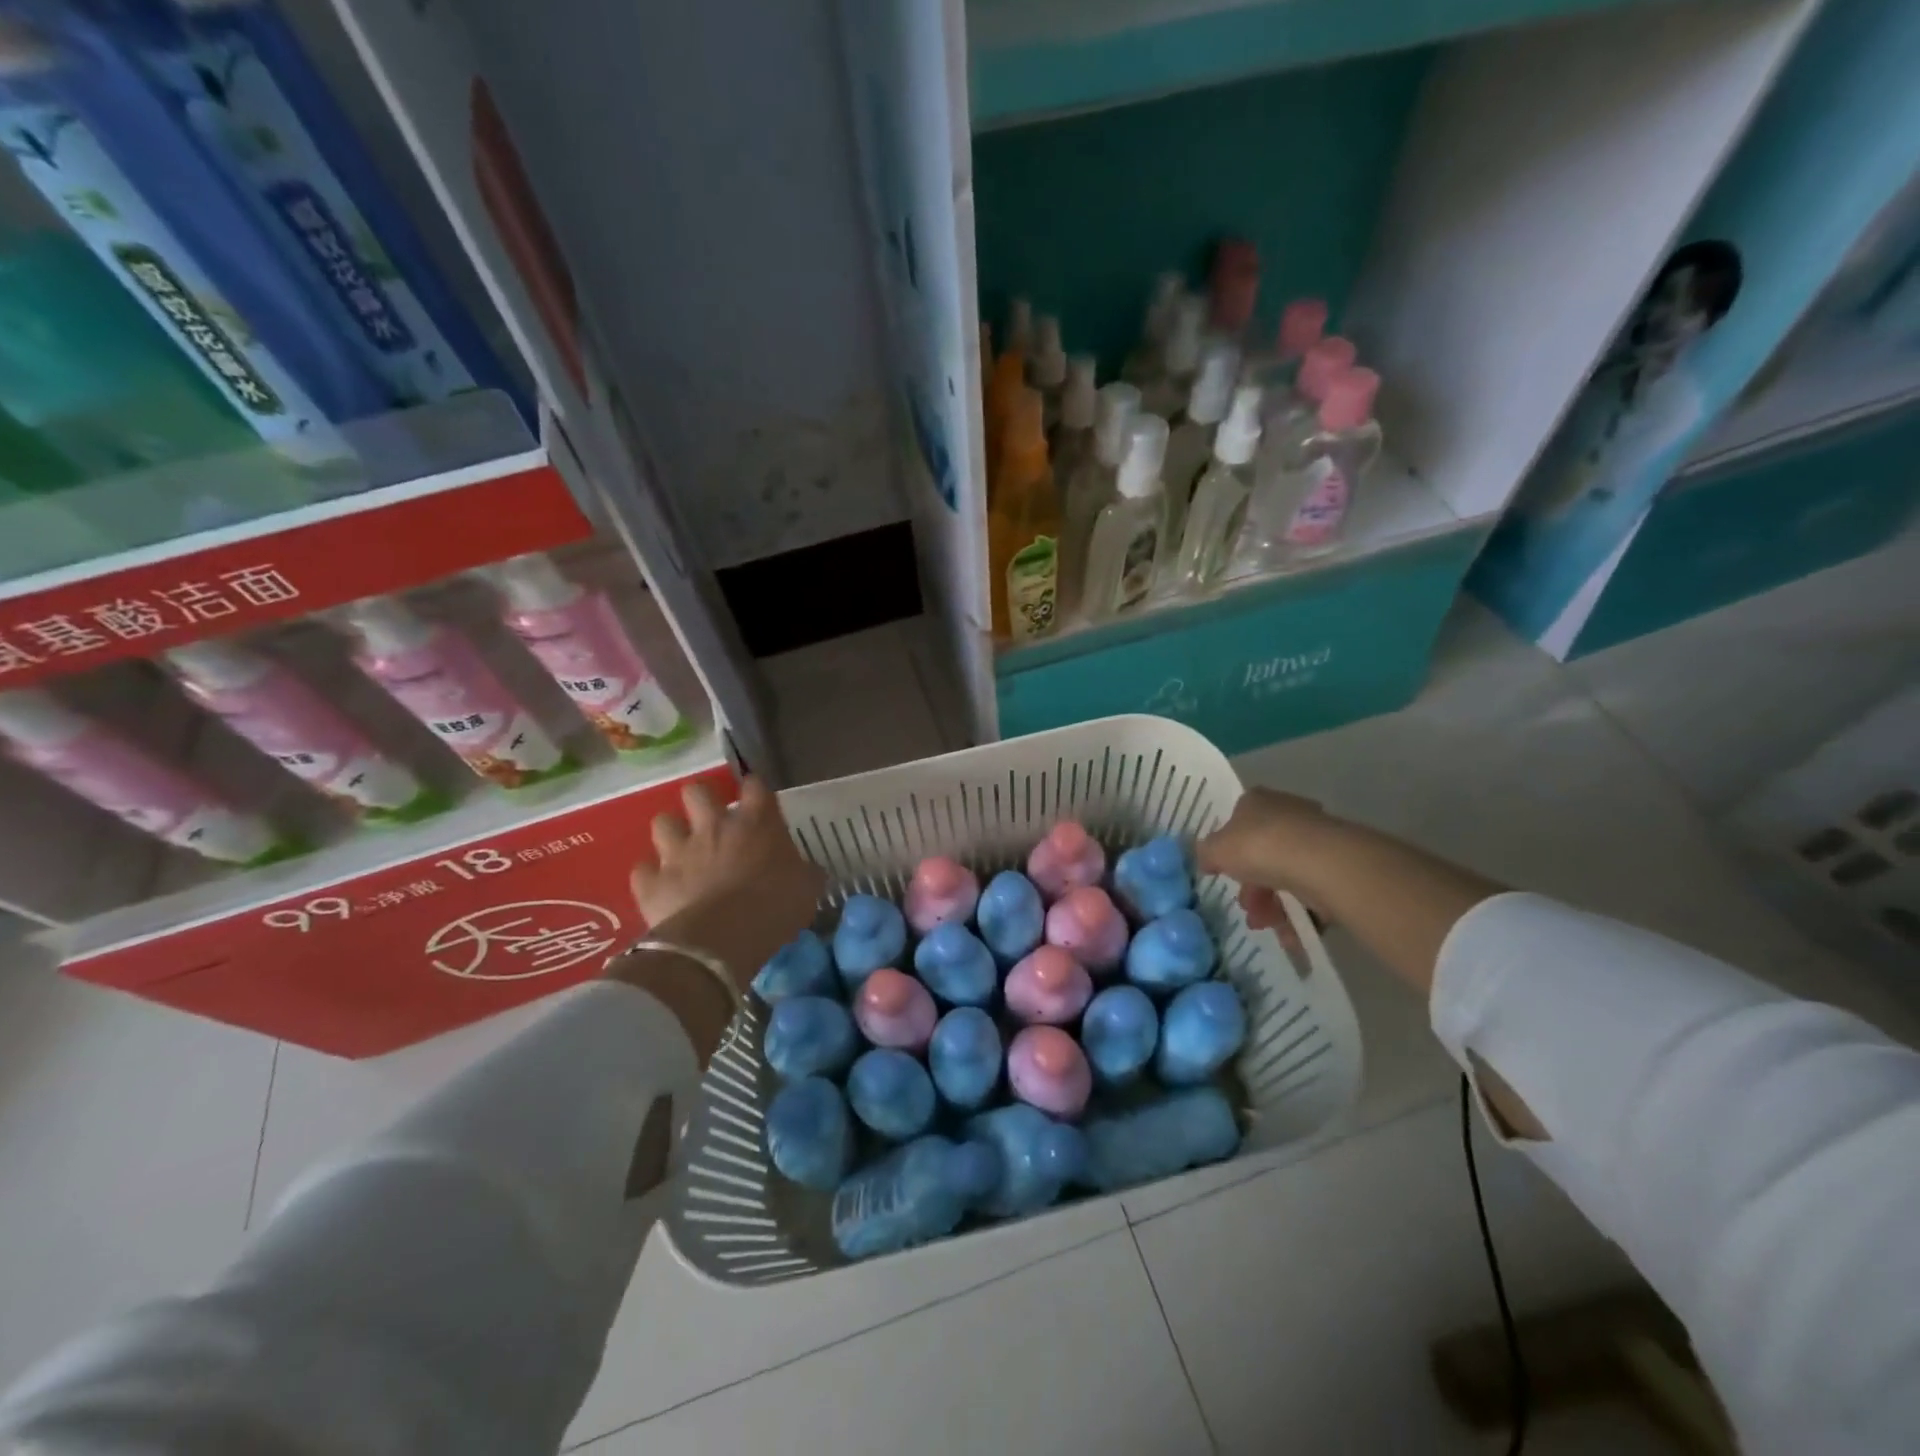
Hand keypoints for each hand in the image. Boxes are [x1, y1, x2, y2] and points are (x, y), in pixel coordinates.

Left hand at [626, 776, 825, 995]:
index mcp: (756, 823)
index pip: (755, 786)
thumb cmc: (774, 908)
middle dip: (701, 801)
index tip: (757, 800)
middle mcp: (713, 827)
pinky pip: (642, 870)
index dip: (755, 790)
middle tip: (711, 820)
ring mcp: (677, 851)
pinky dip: (650, 876)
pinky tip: (660, 886)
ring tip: (680, 850)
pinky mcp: (651, 882)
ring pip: (662, 822)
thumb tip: (809, 871)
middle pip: (697, 791)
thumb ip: (805, 873)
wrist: (722, 940)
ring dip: (671, 833)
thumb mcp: (807, 889)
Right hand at [1197, 788, 1333, 947]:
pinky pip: (1311, 892)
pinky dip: (1299, 913)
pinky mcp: (1337, 865)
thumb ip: (1206, 854)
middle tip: (1248, 909)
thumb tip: (1206, 859)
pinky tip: (1291, 933)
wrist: (1321, 864)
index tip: (1224, 873)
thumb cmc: (1260, 847)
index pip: (1237, 821)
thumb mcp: (1216, 850)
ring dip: (1272, 905)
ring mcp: (1315, 839)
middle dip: (1251, 888)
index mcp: (1257, 802)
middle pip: (1262, 854)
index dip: (1228, 850)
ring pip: (1286, 876)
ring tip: (1268, 925)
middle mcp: (1287, 814)